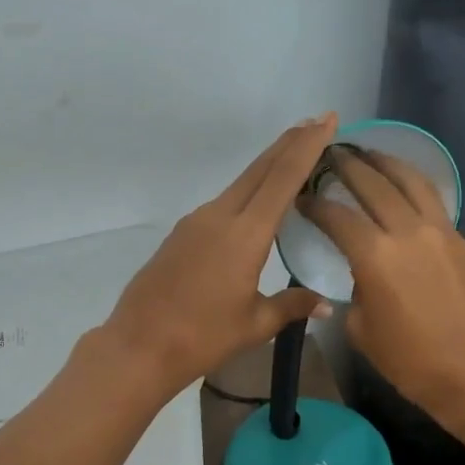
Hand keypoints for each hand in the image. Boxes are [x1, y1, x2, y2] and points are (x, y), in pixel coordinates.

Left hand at [103, 115, 337, 396]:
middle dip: (289, 144)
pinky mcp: (180, 235)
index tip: (326, 119)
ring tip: (291, 161)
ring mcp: (195, 223)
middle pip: (259, 170)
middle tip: (315, 123)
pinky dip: (245, 194)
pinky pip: (221, 204)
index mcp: (244, 234)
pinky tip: (254, 207)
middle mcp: (219, 217)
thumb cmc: (202, 337)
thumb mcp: (254, 324)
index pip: (282, 179)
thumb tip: (325, 304)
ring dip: (266, 168)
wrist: (139, 346)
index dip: (307, 146)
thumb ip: (291, 305)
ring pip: (238, 185)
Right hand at [298, 145, 464, 429]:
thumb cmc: (414, 362)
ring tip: (369, 153)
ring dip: (386, 162)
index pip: (337, 216)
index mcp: (374, 256)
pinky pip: (433, 201)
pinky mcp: (462, 240)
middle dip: (348, 165)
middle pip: (374, 183)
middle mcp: (407, 231)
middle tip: (330, 154)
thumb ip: (357, 293)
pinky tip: (403, 187)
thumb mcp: (364, 332)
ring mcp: (440, 231)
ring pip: (411, 181)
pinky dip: (413, 185)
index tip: (301, 197)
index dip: (315, 203)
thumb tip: (364, 277)